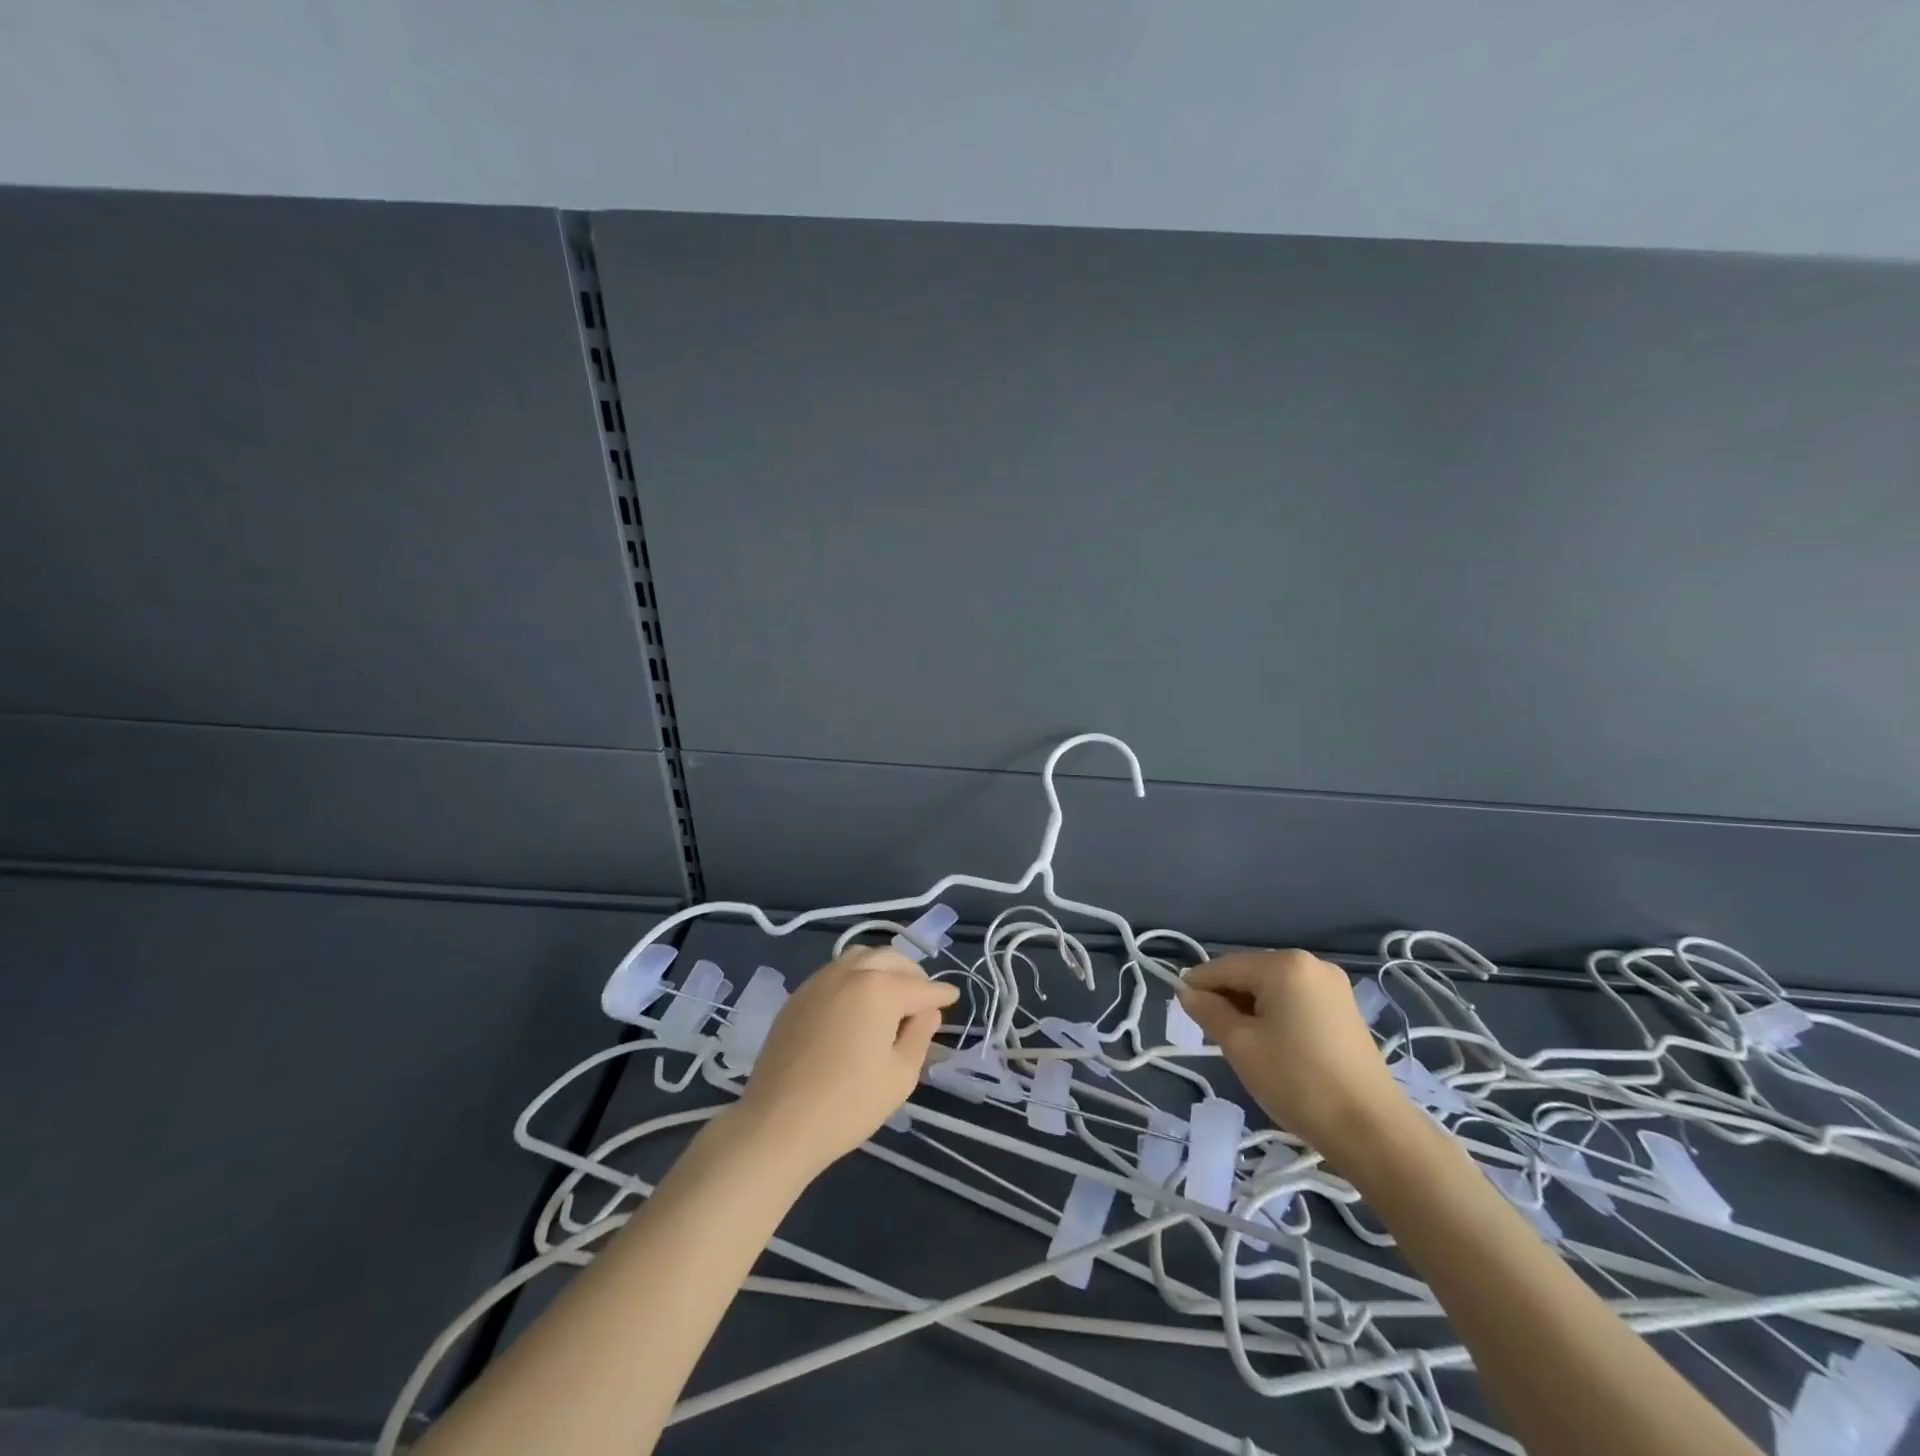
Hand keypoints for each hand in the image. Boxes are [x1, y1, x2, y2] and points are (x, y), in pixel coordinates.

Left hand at [732, 947, 958, 1177]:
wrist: (777, 1124)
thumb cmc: (848, 1104)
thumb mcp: (900, 1075)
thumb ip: (920, 1035)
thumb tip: (927, 1011)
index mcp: (880, 988)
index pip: (921, 986)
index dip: (941, 994)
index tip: (952, 998)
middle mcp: (851, 972)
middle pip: (892, 960)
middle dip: (913, 974)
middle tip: (924, 998)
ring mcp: (820, 980)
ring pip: (861, 957)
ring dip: (883, 968)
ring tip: (892, 993)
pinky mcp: (799, 995)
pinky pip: (836, 971)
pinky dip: (857, 975)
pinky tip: (859, 1001)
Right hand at [1177, 950, 1406, 1157]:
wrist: (1372, 1130)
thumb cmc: (1297, 1081)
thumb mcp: (1240, 1045)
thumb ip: (1208, 1011)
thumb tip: (1187, 992)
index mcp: (1284, 964)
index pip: (1224, 967)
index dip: (1197, 987)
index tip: (1182, 1013)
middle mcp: (1310, 963)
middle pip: (1249, 974)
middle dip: (1227, 1000)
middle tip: (1215, 1038)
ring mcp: (1333, 986)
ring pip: (1272, 989)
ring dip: (1251, 1010)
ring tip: (1245, 1047)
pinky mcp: (1345, 1010)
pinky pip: (1295, 1001)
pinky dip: (1276, 1016)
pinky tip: (1273, 1046)